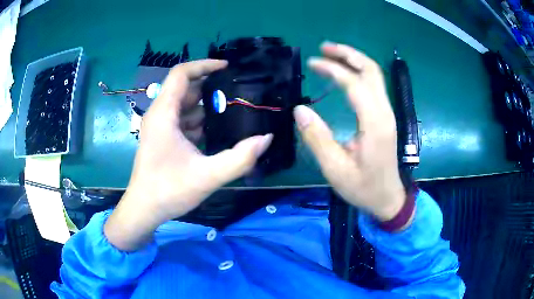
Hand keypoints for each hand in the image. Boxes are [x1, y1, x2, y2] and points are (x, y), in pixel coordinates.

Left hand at [105, 60, 272, 250]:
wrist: (144, 209)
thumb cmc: (169, 191)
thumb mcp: (208, 176)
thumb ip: (239, 158)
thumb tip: (266, 138)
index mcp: (164, 114)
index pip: (181, 74)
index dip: (204, 65)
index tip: (227, 68)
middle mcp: (159, 115)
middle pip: (185, 88)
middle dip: (211, 88)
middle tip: (237, 94)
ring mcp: (159, 127)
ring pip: (184, 105)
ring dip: (206, 106)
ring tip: (232, 111)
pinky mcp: (162, 138)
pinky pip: (182, 120)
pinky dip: (199, 121)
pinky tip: (216, 133)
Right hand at [294, 42, 405, 220]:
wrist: (388, 198)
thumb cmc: (363, 187)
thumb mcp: (335, 169)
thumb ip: (317, 138)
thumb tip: (300, 109)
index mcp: (374, 123)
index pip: (355, 84)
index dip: (333, 69)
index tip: (312, 63)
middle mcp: (384, 112)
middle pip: (371, 71)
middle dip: (348, 54)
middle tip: (324, 47)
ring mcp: (387, 113)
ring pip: (374, 75)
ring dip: (354, 60)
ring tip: (331, 54)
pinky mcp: (384, 117)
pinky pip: (374, 86)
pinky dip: (358, 73)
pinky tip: (344, 74)